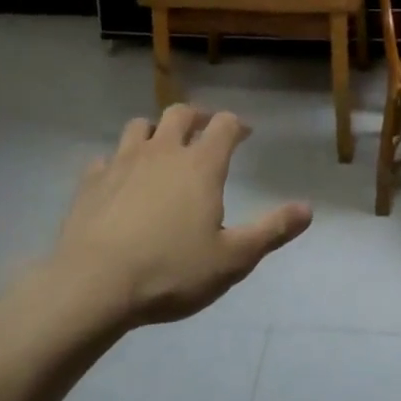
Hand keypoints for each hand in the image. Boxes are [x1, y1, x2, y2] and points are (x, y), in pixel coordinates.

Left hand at [51, 105, 311, 327]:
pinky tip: (118, 181)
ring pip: (139, 127)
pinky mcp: (91, 182)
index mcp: (201, 165)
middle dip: (196, 117)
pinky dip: (116, 164)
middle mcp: (163, 151)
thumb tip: (308, 209)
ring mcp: (122, 162)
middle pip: (180, 113)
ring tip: (160, 149)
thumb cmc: (171, 271)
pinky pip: (104, 159)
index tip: (244, 134)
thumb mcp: (232, 259)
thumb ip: (271, 231)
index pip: (225, 124)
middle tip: (204, 131)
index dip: (237, 124)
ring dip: (153, 132)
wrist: (93, 286)